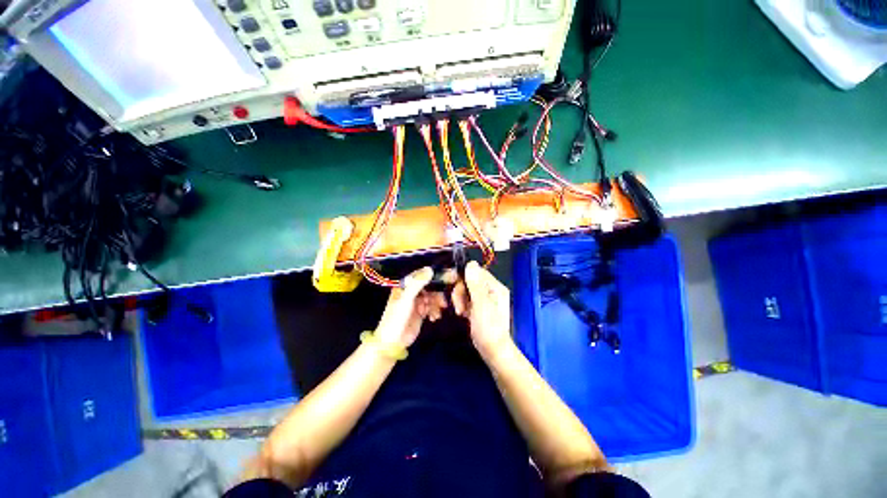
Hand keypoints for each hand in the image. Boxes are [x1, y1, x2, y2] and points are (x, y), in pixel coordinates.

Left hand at [374, 267, 448, 348]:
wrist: (393, 342)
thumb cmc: (397, 318)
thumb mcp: (406, 299)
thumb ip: (417, 284)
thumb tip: (430, 269)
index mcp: (404, 286)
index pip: (421, 275)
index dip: (433, 275)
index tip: (446, 276)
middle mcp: (411, 292)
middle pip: (429, 287)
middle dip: (437, 293)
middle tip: (444, 301)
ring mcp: (416, 302)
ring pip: (432, 297)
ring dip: (437, 303)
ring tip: (437, 312)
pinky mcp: (421, 312)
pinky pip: (431, 307)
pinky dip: (435, 311)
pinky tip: (434, 317)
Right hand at [452, 261, 512, 358]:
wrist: (493, 351)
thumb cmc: (489, 329)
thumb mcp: (481, 305)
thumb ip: (475, 284)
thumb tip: (471, 263)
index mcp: (496, 287)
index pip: (477, 272)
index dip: (464, 279)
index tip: (456, 289)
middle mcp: (491, 290)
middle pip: (470, 281)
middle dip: (461, 292)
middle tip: (459, 306)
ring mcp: (485, 299)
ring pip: (467, 290)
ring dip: (460, 299)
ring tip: (461, 312)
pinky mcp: (479, 307)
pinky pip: (468, 299)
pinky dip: (463, 305)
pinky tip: (462, 314)